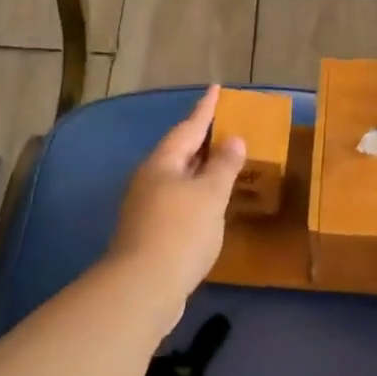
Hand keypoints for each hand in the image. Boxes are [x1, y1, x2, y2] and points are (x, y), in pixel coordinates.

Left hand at [108, 86, 245, 306]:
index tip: (216, 88)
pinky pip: (178, 201)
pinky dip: (196, 195)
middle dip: (201, 138)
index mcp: (162, 163)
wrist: (144, 286)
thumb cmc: (181, 232)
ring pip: (177, 178)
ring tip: (221, 161)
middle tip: (223, 124)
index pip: (188, 128)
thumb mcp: (210, 195)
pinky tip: (208, 205)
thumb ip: (223, 166)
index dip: (205, 109)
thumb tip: (233, 139)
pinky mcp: (150, 232)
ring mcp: (146, 207)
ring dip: (199, 168)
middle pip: (179, 151)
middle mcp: (149, 180)